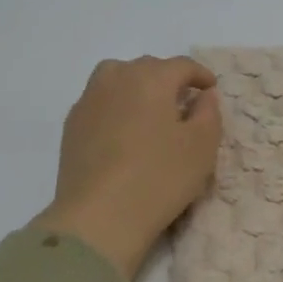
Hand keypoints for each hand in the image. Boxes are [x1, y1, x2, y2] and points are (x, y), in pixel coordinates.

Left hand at [33, 56, 221, 281]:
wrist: (100, 216)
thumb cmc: (160, 177)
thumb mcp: (202, 146)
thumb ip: (209, 112)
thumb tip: (204, 95)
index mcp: (151, 78)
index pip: (181, 65)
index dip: (200, 75)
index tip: (210, 88)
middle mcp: (117, 79)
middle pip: (147, 67)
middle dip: (168, 79)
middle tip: (183, 102)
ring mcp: (89, 101)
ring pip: (116, 78)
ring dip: (137, 86)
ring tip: (149, 110)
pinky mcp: (72, 126)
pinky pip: (99, 102)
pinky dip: (116, 106)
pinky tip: (123, 132)